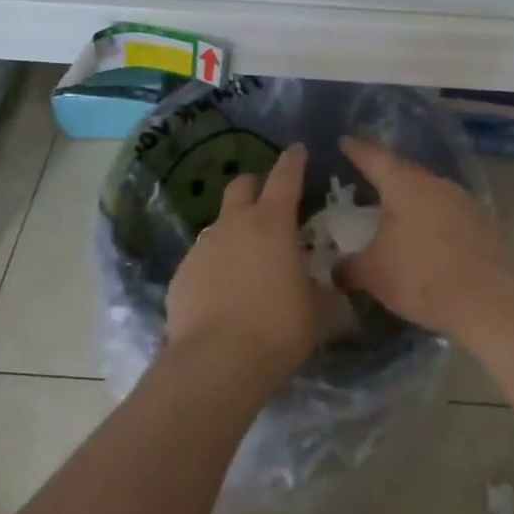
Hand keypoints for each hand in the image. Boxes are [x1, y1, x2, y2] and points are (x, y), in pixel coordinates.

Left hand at [166, 143, 328, 390]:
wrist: (216, 363)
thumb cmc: (278, 328)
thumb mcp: (319, 312)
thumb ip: (327, 292)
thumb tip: (332, 288)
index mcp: (273, 223)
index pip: (285, 176)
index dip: (293, 160)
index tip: (298, 150)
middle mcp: (234, 224)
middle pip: (242, 185)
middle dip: (256, 186)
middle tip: (270, 204)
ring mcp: (203, 247)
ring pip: (220, 223)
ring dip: (235, 230)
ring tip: (248, 261)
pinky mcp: (181, 274)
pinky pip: (203, 258)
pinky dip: (216, 265)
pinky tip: (224, 293)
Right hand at [338, 137, 511, 337]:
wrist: (491, 300)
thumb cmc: (422, 276)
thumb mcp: (373, 274)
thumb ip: (349, 267)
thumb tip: (334, 268)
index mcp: (404, 184)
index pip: (374, 157)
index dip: (357, 150)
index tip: (345, 141)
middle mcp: (435, 182)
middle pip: (404, 173)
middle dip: (385, 177)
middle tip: (366, 182)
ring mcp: (463, 201)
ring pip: (428, 193)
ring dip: (411, 201)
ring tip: (394, 214)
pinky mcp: (482, 223)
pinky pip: (447, 213)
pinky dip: (431, 221)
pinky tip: (425, 239)